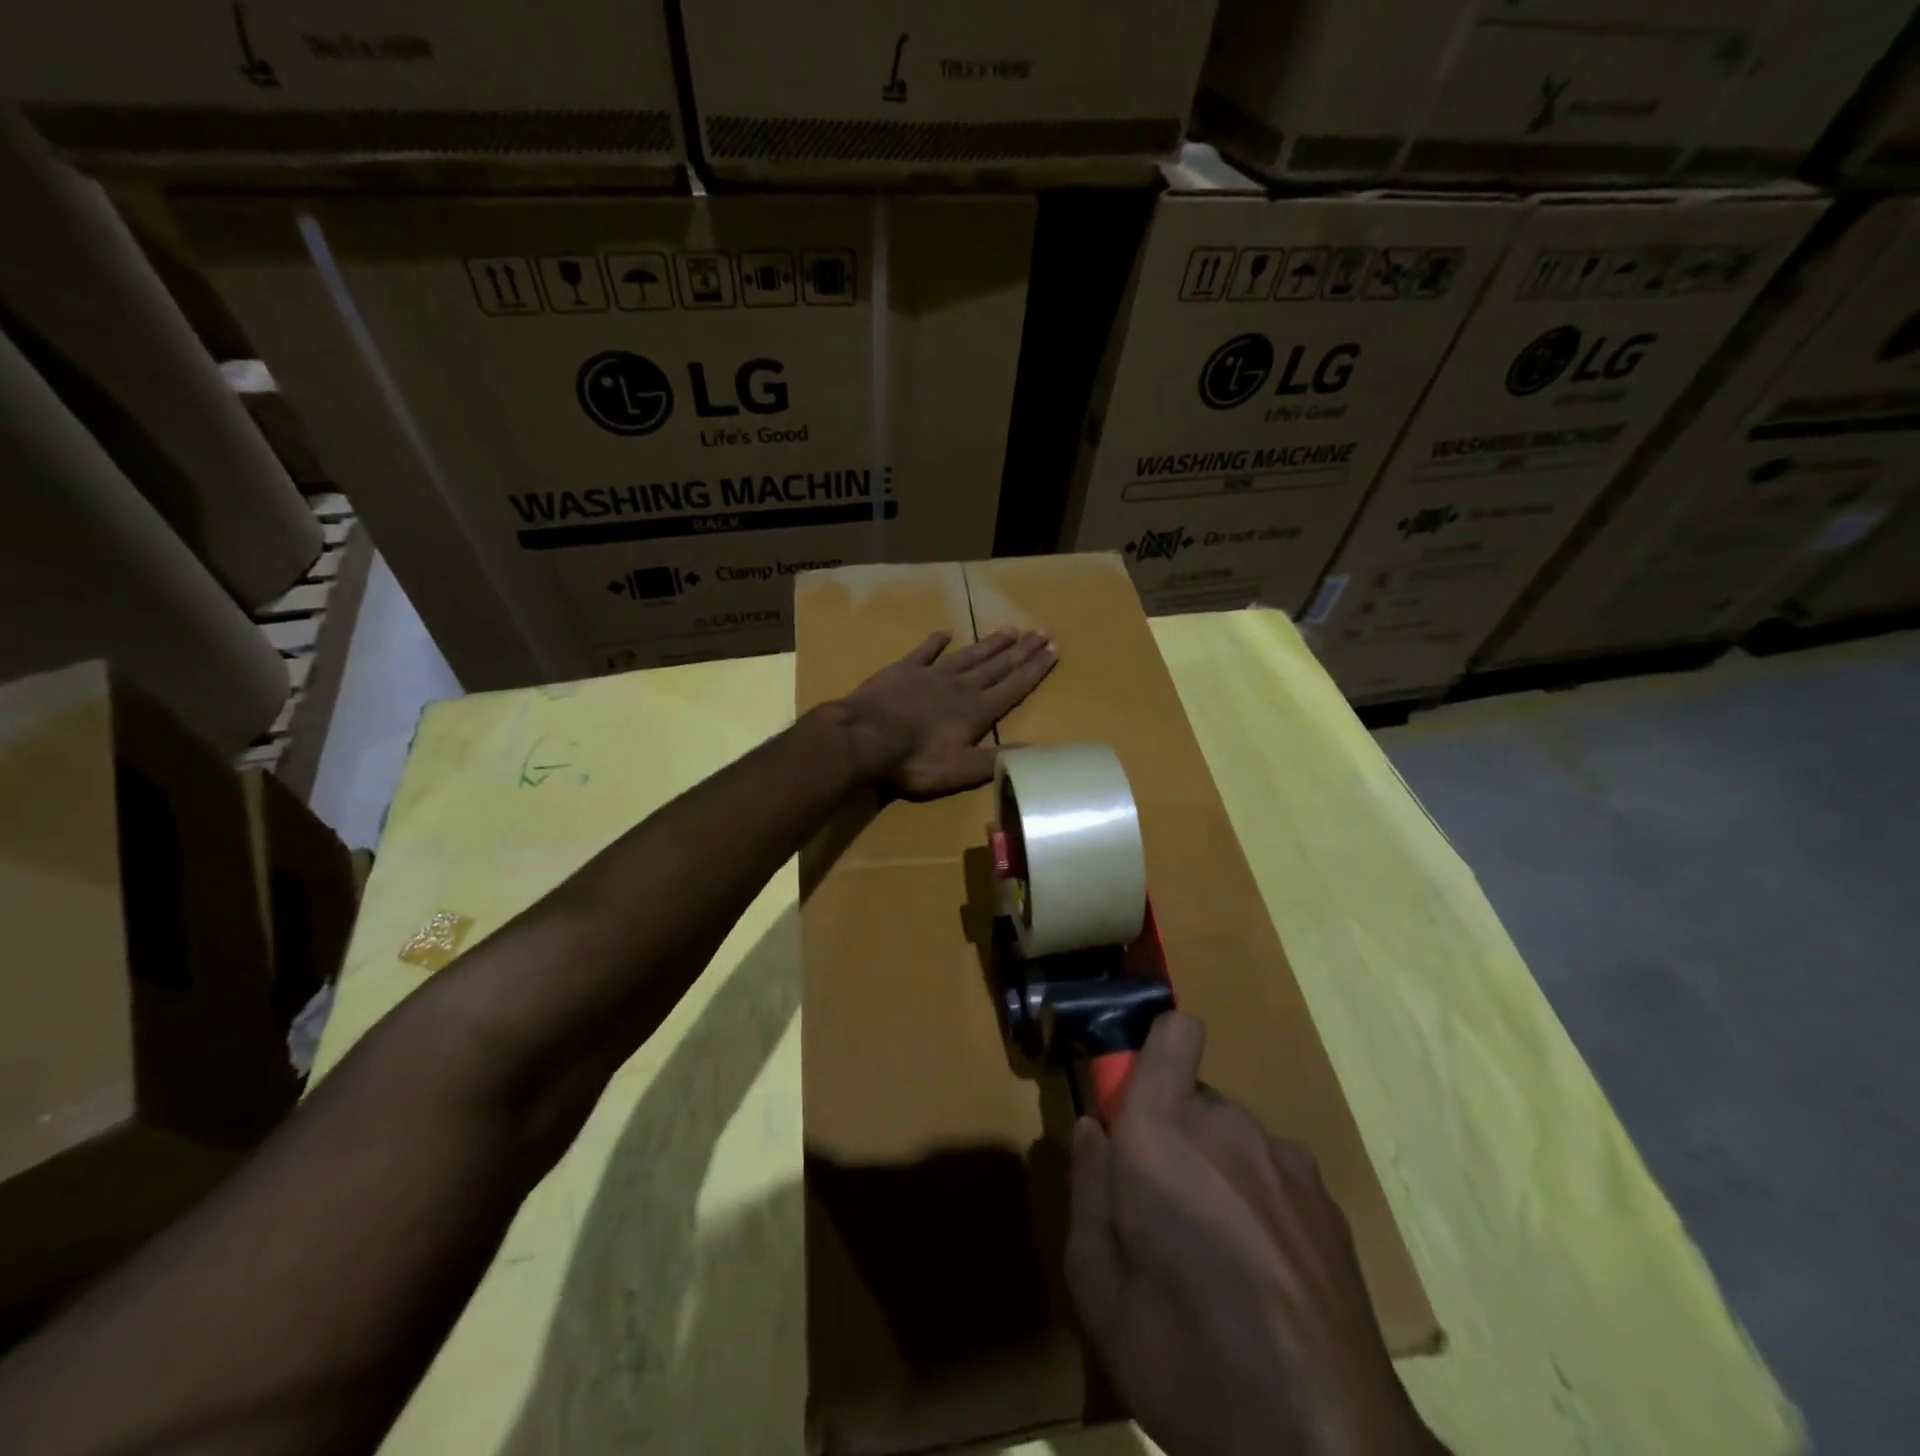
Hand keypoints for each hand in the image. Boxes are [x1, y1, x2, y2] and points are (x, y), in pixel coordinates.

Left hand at [838, 628, 1055, 796]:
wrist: (866, 736)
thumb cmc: (916, 759)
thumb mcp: (962, 769)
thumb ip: (998, 759)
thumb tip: (1037, 751)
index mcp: (977, 710)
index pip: (1014, 687)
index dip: (1035, 670)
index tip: (1053, 651)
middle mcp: (961, 686)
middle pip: (997, 665)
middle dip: (1022, 651)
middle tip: (1042, 632)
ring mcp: (931, 674)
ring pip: (969, 655)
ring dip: (990, 643)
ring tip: (1010, 629)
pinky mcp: (903, 670)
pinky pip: (924, 651)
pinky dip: (935, 641)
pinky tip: (945, 632)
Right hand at [1066, 1013, 1440, 1455]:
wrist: (1328, 1447)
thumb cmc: (1188, 1362)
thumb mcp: (1099, 1289)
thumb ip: (1087, 1189)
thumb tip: (1091, 1128)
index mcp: (1162, 1132)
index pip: (1173, 1032)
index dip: (1153, 1052)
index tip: (1133, 1105)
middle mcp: (1227, 1124)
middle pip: (1192, 1097)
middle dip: (1172, 1135)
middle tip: (1162, 1214)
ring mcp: (1285, 1160)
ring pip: (1232, 1138)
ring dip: (1216, 1171)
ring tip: (1217, 1259)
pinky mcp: (1327, 1201)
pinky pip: (1273, 1174)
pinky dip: (1259, 1202)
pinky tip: (1266, 1278)